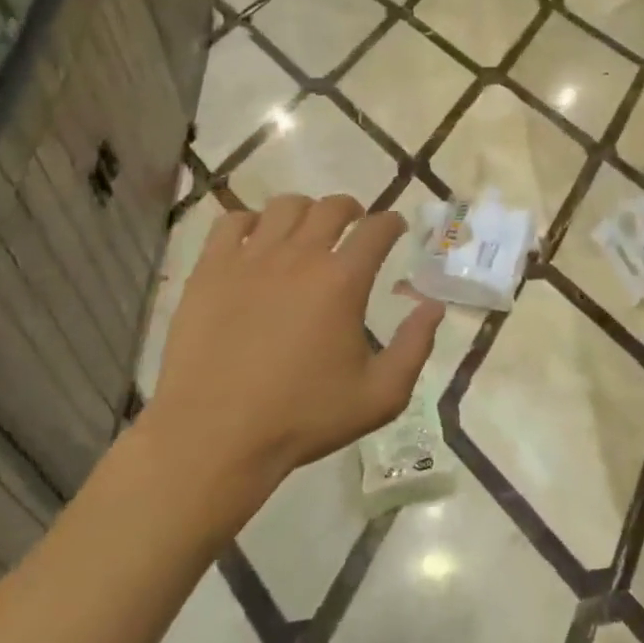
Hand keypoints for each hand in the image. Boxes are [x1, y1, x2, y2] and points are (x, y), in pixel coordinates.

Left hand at [145, 194, 443, 483]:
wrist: (214, 436)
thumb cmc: (303, 418)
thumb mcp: (381, 395)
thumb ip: (415, 346)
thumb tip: (433, 306)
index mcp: (343, 281)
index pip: (377, 229)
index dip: (392, 223)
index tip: (395, 228)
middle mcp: (300, 256)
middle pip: (332, 207)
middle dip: (351, 209)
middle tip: (354, 225)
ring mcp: (250, 259)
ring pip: (284, 206)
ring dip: (304, 211)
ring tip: (306, 230)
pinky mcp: (210, 270)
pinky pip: (231, 222)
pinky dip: (250, 222)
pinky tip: (255, 241)